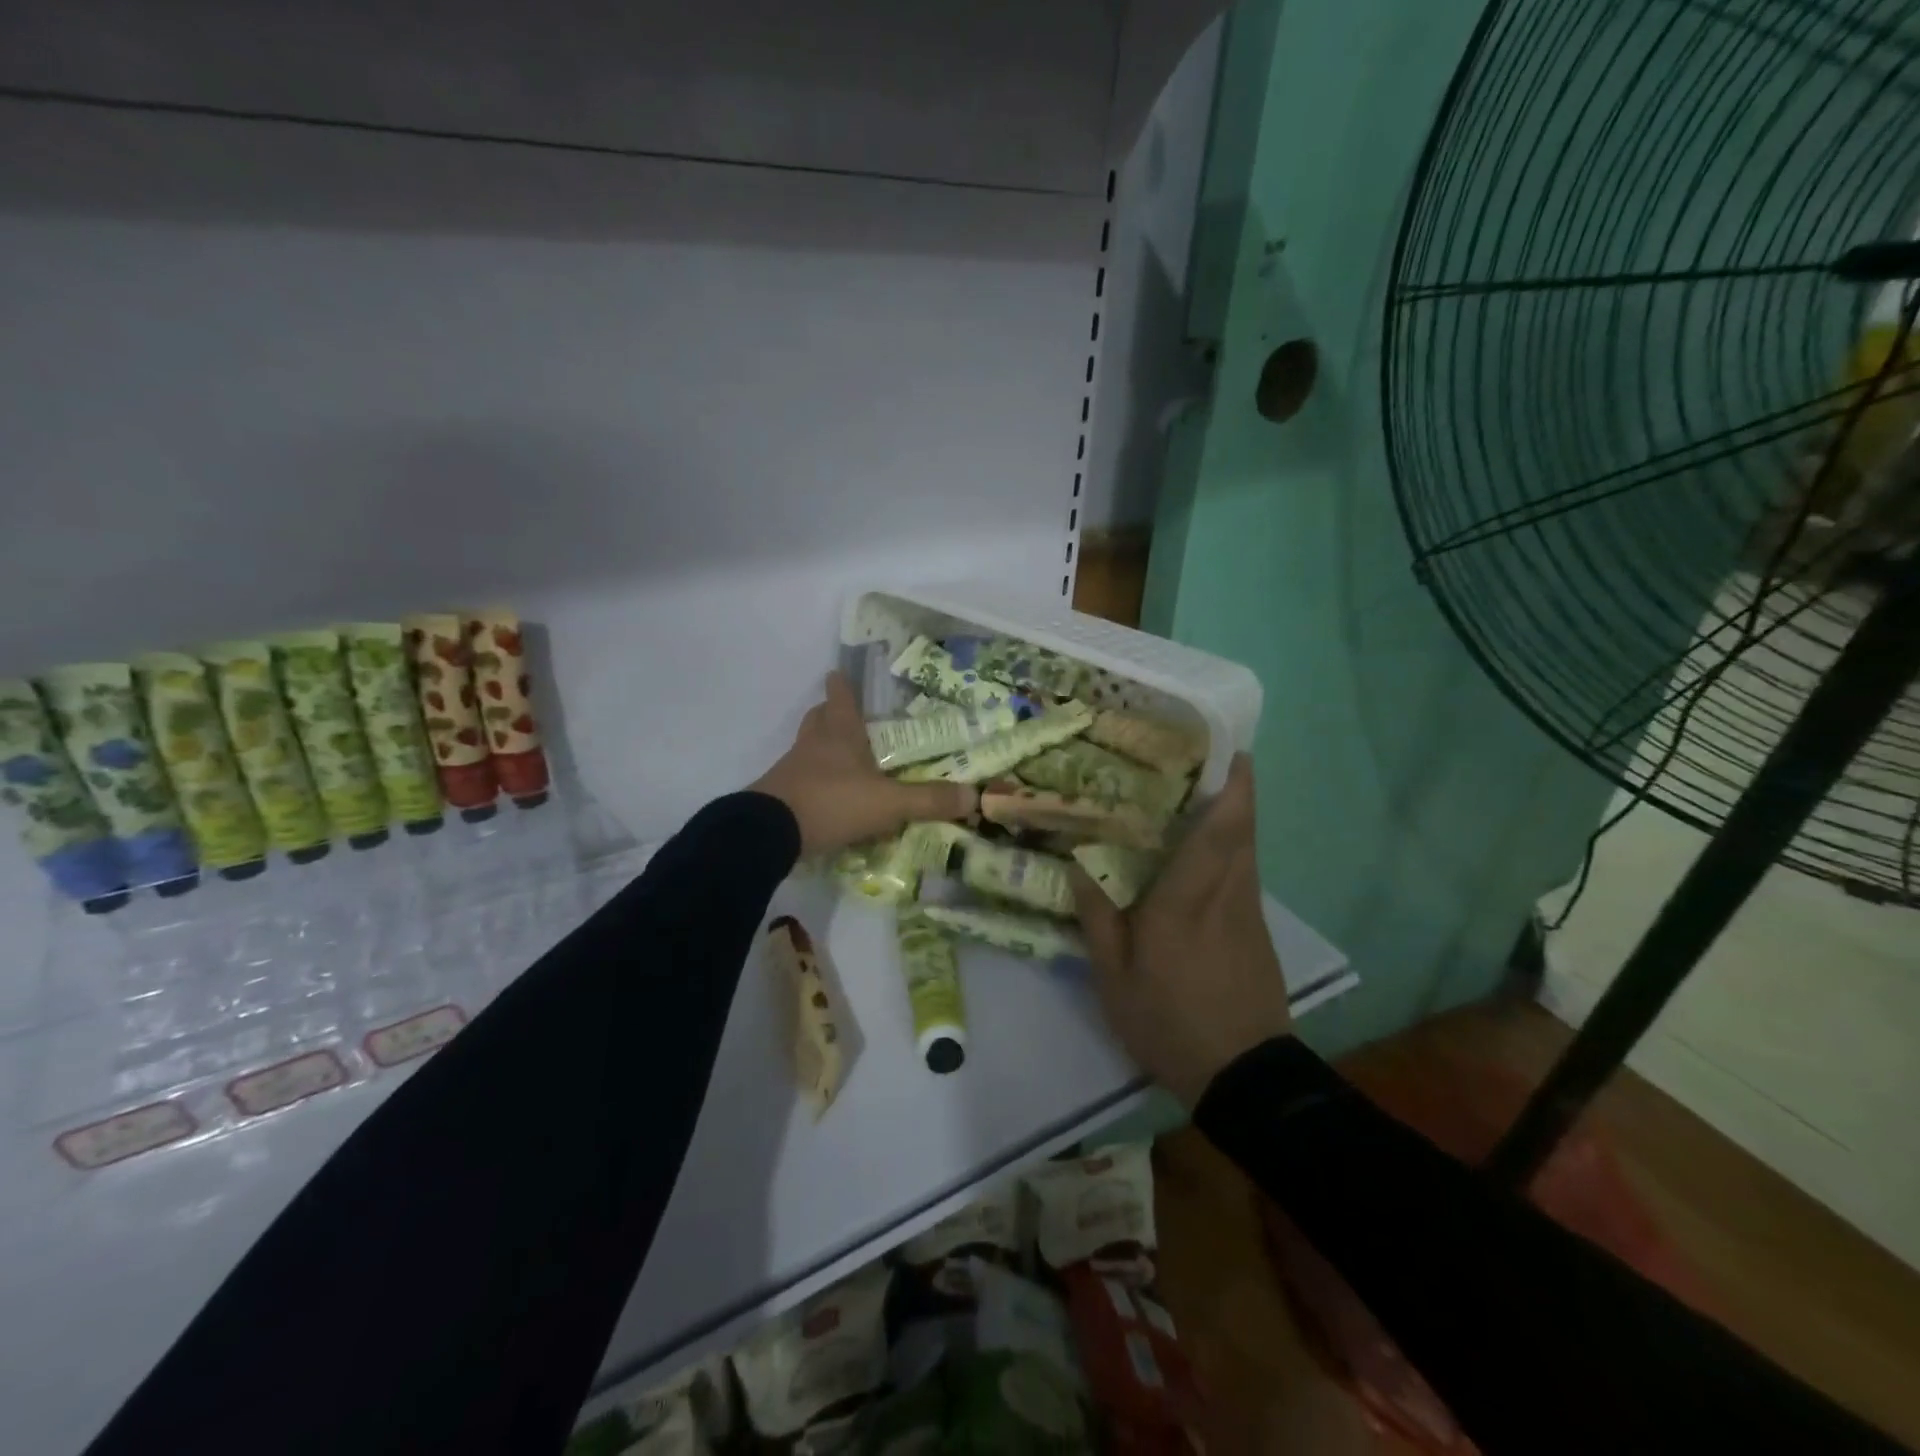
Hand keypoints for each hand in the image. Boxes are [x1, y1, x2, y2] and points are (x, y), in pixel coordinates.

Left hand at [751, 672, 975, 854]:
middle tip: (845, 717)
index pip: (840, 698)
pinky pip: (799, 778)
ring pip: (807, 747)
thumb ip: (928, 800)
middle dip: (830, 713)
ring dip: (821, 748)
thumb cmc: (832, 803)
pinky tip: (828, 797)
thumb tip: (974, 795)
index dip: (842, 685)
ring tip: (842, 759)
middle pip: (818, 718)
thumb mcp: (888, 803)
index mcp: (840, 735)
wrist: (769, 832)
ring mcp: (792, 769)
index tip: (840, 672)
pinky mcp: (779, 795)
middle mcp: (814, 745)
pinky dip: (813, 780)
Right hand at [1070, 753, 1291, 1107]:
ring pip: (1248, 850)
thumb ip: (1097, 918)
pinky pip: (1245, 874)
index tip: (1231, 751)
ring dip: (1235, 816)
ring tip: (1201, 796)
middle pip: (1244, 830)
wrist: (1244, 1078)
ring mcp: (1249, 914)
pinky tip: (1204, 854)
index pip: (1219, 834)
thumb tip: (1079, 864)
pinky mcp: (1258, 931)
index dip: (1231, 789)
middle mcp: (1227, 896)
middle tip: (1209, 759)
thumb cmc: (1170, 1023)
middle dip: (1238, 789)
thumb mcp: (1114, 979)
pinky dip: (1232, 849)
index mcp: (1186, 904)